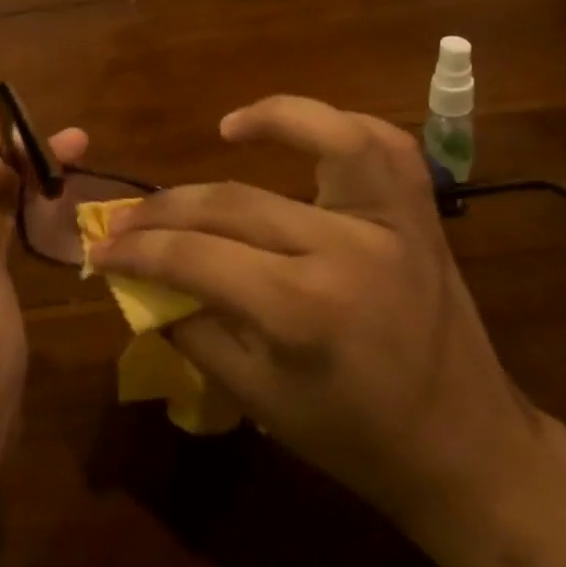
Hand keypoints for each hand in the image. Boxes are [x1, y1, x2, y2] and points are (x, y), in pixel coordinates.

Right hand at [91, 95, 542, 543]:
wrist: (465, 448)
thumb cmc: (355, 438)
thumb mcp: (257, 399)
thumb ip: (193, 330)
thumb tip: (143, 281)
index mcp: (301, 309)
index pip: (195, 256)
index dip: (137, 250)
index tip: (100, 248)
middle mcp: (345, 249)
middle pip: (233, 202)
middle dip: (165, 209)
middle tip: (126, 218)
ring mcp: (390, 222)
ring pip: (329, 137)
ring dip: (273, 118)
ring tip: (227, 127)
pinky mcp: (420, 214)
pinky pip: (384, 146)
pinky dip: (341, 125)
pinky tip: (306, 131)